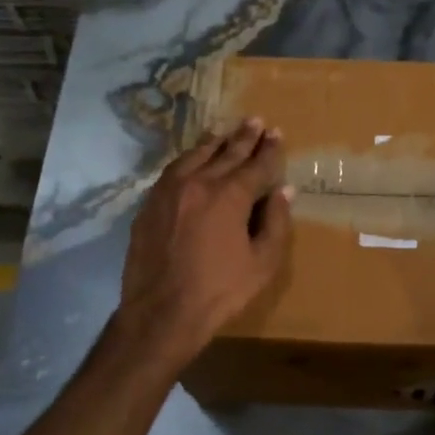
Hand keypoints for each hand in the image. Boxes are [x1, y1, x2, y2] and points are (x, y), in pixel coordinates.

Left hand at [116, 119, 293, 364]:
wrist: (161, 312)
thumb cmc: (220, 291)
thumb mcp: (262, 263)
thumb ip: (277, 222)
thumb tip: (284, 191)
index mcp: (230, 195)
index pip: (256, 164)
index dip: (270, 150)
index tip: (277, 134)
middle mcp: (199, 182)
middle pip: (226, 152)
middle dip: (245, 137)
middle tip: (256, 121)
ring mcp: (169, 190)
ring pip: (196, 155)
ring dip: (215, 142)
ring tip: (226, 133)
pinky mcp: (150, 203)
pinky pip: (174, 169)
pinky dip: (189, 158)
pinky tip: (194, 159)